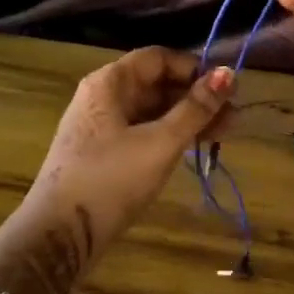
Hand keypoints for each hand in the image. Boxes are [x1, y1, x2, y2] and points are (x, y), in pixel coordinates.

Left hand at [29, 48, 235, 248]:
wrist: (60, 235)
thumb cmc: (111, 179)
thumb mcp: (160, 143)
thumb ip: (195, 109)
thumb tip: (228, 73)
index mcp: (110, 83)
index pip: (159, 58)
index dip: (194, 68)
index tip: (226, 90)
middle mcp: (103, 97)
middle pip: (156, 83)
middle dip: (196, 97)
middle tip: (233, 118)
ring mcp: (101, 127)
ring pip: (152, 110)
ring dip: (187, 118)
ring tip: (223, 135)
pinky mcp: (103, 153)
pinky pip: (142, 132)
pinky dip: (169, 136)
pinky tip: (193, 149)